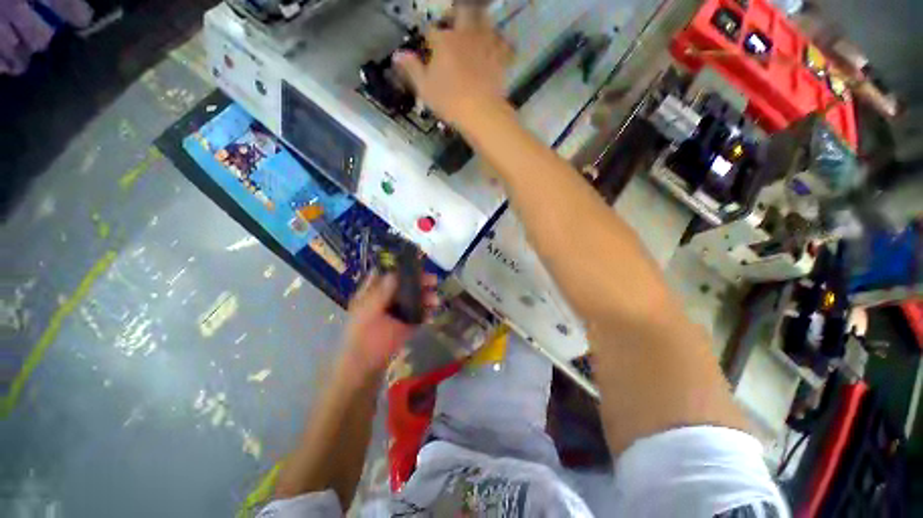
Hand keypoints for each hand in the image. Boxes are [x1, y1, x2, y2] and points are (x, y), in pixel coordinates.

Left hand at [337, 273, 437, 384]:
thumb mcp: (369, 312)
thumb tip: (394, 272)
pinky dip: (427, 312)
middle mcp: (386, 299)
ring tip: (436, 300)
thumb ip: (381, 292)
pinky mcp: (407, 324)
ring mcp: (398, 312)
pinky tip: (433, 313)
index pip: (386, 274)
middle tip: (433, 281)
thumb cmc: (363, 338)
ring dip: (426, 297)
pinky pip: (419, 313)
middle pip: (404, 285)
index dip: (399, 267)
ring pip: (414, 298)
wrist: (367, 367)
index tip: (416, 263)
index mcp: (373, 294)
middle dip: (419, 281)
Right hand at [393, 7, 512, 128]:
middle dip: (457, 14)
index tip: (429, 45)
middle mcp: (465, 36)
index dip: (429, 37)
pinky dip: (502, 44)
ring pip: (485, 21)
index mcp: (443, 41)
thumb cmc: (449, 101)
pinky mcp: (500, 59)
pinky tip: (500, 47)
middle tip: (456, 22)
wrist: (481, 112)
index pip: (432, 30)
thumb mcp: (424, 88)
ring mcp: (485, 45)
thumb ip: (412, 69)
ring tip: (477, 28)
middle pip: (462, 12)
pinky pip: (504, 44)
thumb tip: (398, 55)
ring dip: (480, 22)